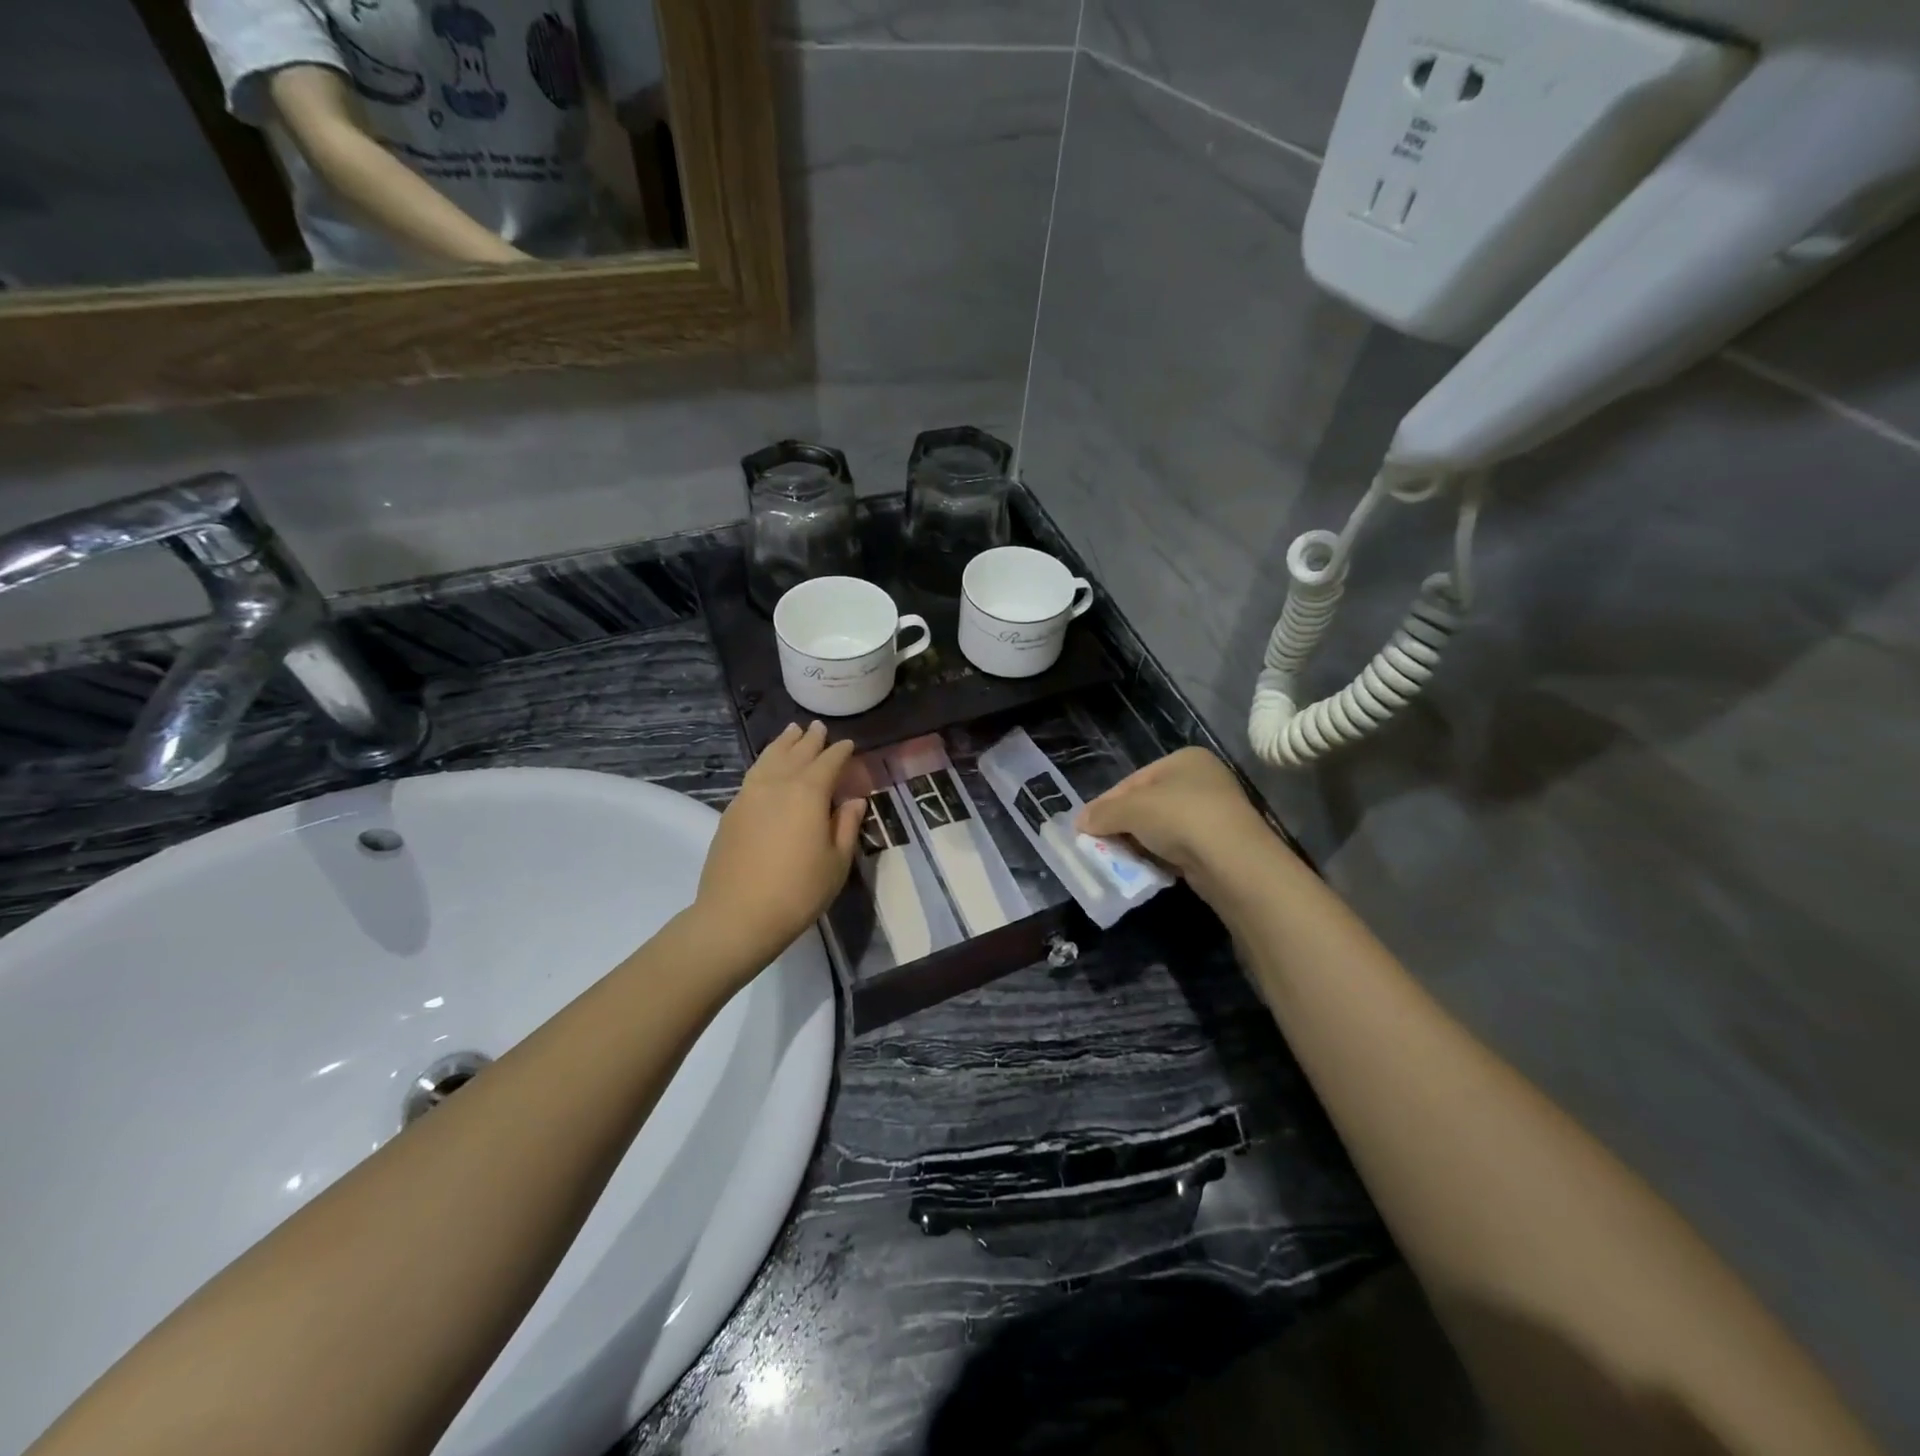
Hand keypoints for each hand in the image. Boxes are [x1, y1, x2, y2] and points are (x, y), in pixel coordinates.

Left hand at [693, 722, 866, 964]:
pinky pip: (753, 774)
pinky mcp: (731, 811)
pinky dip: (765, 762)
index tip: (849, 744)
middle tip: (818, 727)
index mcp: (808, 793)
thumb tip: (854, 800)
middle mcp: (778, 784)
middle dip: (810, 740)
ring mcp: (749, 795)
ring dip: (783, 743)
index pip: (828, 762)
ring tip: (791, 732)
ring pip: (769, 758)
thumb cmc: (798, 891)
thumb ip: (846, 825)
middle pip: (797, 753)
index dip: (840, 752)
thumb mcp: (837, 862)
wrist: (737, 915)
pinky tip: (768, 766)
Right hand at [1079, 747, 1272, 886]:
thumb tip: (1080, 822)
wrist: (1232, 861)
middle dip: (1122, 825)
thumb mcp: (1131, 809)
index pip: (1133, 780)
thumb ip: (1102, 813)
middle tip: (1099, 845)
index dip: (1107, 803)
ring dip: (1139, 843)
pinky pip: (1178, 848)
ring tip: (1118, 860)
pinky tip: (1145, 869)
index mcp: (1184, 760)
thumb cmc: (1179, 818)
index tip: (1087, 826)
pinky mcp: (1219, 845)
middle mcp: (1202, 780)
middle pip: (1147, 804)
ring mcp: (1214, 813)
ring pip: (1162, 828)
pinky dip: (1159, 857)